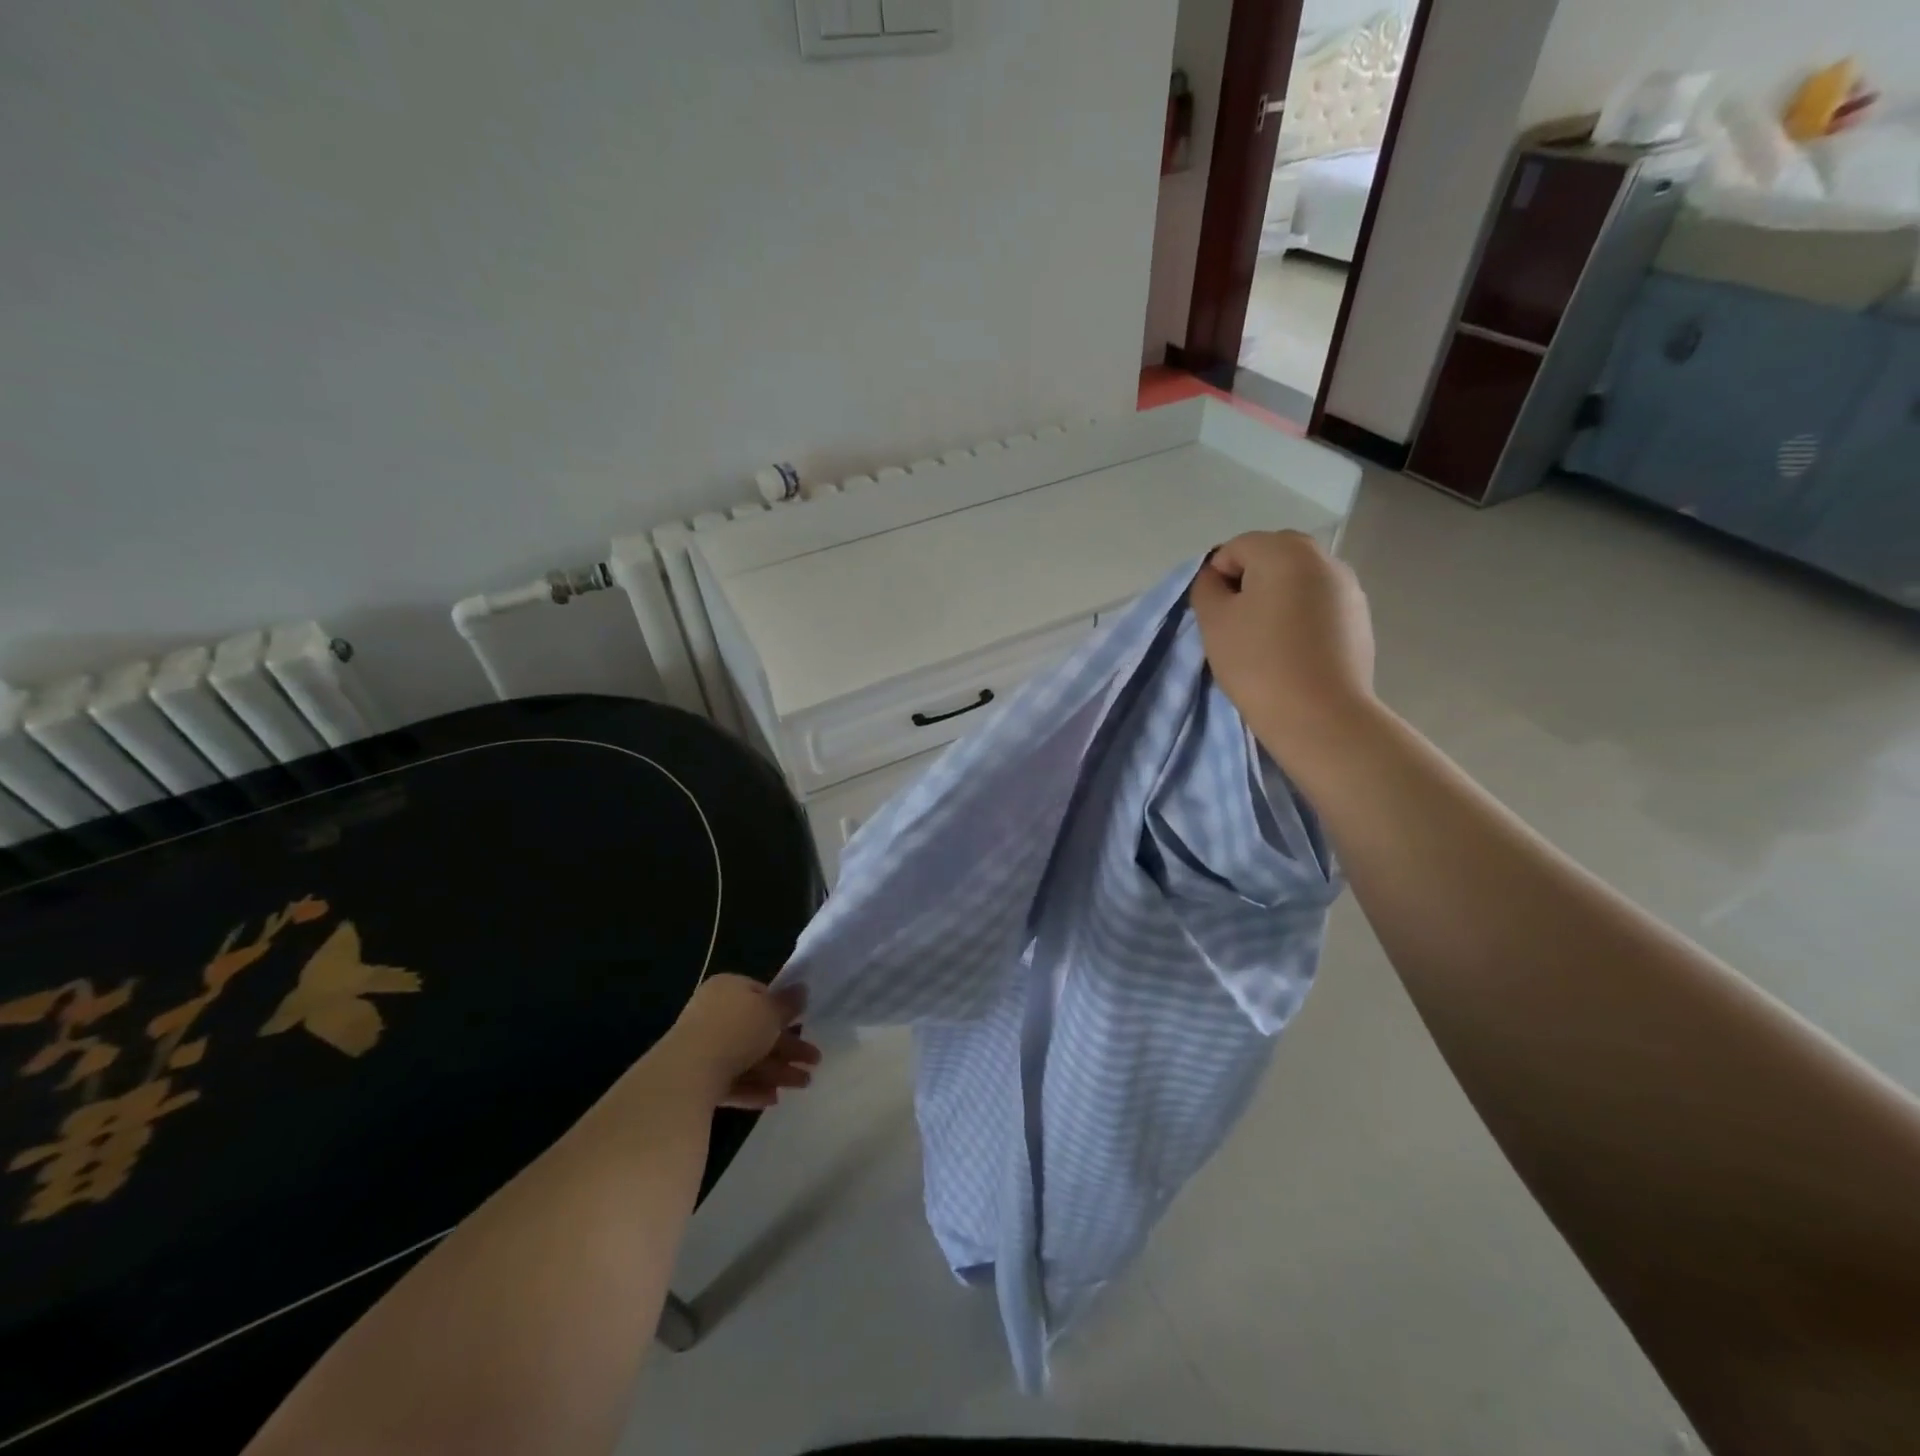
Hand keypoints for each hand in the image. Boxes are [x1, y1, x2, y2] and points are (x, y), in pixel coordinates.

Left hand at [656, 975, 819, 1109]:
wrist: (687, 1073)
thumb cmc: (736, 1031)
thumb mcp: (771, 1012)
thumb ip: (788, 1003)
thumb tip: (802, 989)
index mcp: (728, 989)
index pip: (760, 994)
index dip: (783, 1011)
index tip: (803, 1025)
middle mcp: (713, 1014)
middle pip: (757, 1030)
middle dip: (788, 1048)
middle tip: (814, 1062)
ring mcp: (702, 1047)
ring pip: (747, 1058)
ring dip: (777, 1071)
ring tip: (803, 1085)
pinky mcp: (696, 1079)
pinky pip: (731, 1080)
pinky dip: (753, 1088)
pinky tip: (773, 1099)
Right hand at [1189, 531, 1375, 760]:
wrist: (1320, 715)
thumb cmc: (1258, 662)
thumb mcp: (1213, 622)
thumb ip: (1206, 588)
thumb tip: (1218, 578)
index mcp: (1285, 550)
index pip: (1235, 548)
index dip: (1217, 579)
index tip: (1216, 617)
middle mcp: (1323, 558)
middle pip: (1271, 558)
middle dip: (1249, 584)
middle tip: (1238, 627)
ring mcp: (1349, 587)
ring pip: (1297, 581)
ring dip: (1276, 600)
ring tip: (1267, 642)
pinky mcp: (1360, 617)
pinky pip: (1319, 604)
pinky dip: (1301, 618)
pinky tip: (1295, 653)